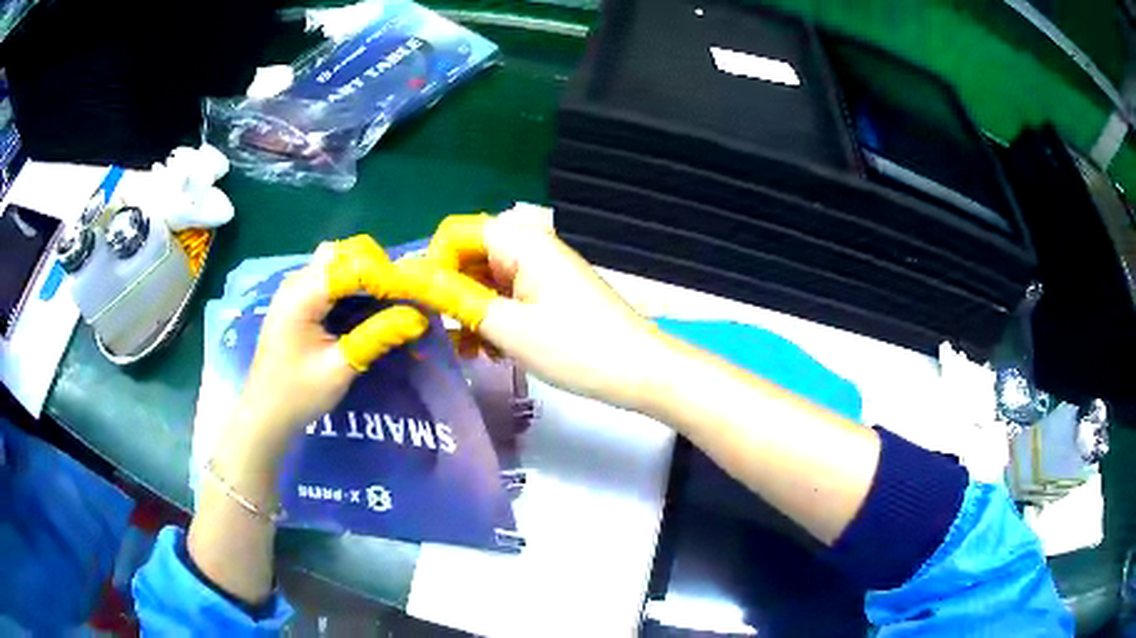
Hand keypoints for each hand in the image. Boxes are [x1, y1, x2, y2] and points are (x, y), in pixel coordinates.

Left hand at [233, 242, 428, 447]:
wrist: (265, 413)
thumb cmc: (297, 395)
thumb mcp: (339, 369)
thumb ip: (376, 338)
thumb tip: (418, 318)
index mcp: (302, 295)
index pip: (352, 266)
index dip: (386, 277)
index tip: (415, 297)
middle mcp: (298, 281)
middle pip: (344, 253)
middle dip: (378, 269)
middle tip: (402, 298)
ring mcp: (296, 287)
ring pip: (339, 260)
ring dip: (367, 274)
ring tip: (390, 301)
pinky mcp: (299, 298)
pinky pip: (331, 276)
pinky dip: (354, 284)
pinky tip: (368, 306)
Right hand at [404, 207, 662, 410]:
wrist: (641, 372)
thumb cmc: (576, 348)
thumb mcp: (508, 326)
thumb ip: (454, 298)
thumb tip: (408, 277)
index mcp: (521, 242)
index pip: (455, 232)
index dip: (433, 263)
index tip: (427, 305)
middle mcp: (530, 248)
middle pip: (470, 256)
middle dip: (452, 293)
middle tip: (446, 335)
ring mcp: (542, 272)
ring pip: (486, 281)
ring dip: (472, 313)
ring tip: (472, 352)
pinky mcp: (550, 295)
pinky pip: (508, 298)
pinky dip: (494, 320)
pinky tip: (493, 353)